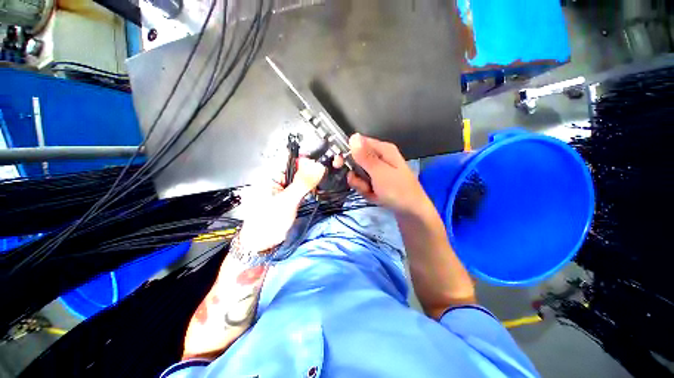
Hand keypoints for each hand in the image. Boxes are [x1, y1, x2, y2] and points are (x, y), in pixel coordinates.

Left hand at [239, 158, 325, 250]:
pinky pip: (302, 187)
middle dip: (311, 170)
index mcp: (270, 174)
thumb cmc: (268, 222)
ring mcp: (284, 187)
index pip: (290, 158)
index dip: (306, 158)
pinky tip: (316, 191)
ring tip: (321, 184)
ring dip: (312, 180)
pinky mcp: (290, 195)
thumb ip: (303, 183)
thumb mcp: (287, 201)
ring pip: (301, 177)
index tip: (321, 164)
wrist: (262, 243)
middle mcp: (277, 177)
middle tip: (324, 176)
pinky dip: (310, 188)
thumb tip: (319, 166)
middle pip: (297, 166)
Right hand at [337, 134, 431, 215]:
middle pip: (356, 161)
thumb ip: (365, 157)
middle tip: (360, 184)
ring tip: (372, 192)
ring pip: (358, 174)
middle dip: (356, 175)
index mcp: (382, 150)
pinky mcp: (376, 182)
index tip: (338, 164)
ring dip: (361, 185)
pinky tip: (374, 196)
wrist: (411, 212)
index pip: (358, 144)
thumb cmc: (398, 190)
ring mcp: (377, 171)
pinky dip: (366, 191)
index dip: (347, 153)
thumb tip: (353, 136)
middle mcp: (379, 158)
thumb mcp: (380, 173)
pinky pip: (363, 183)